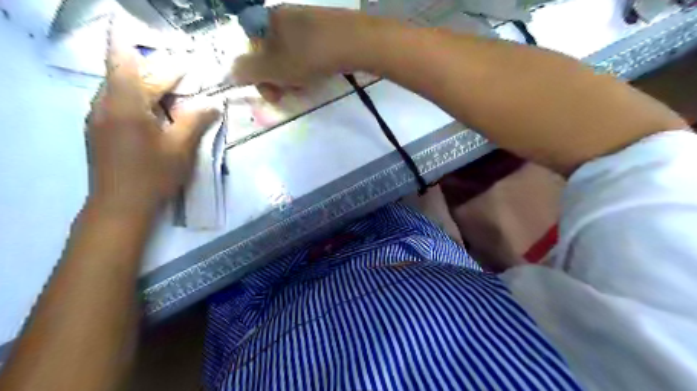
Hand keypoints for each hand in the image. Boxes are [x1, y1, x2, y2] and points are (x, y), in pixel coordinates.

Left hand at [85, 23, 219, 214]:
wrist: (120, 206)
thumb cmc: (153, 175)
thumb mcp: (180, 147)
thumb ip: (196, 121)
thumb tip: (213, 104)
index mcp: (124, 104)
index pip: (127, 61)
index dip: (144, 49)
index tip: (171, 52)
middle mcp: (104, 104)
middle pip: (129, 76)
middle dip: (158, 75)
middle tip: (186, 80)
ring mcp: (98, 118)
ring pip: (123, 90)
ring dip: (149, 90)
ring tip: (176, 99)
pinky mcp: (100, 130)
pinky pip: (118, 105)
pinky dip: (140, 103)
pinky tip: (158, 117)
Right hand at [232, 5, 364, 100]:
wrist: (351, 41)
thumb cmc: (307, 56)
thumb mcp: (272, 68)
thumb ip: (247, 71)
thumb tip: (230, 73)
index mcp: (263, 22)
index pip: (250, 54)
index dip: (258, 79)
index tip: (273, 97)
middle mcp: (279, 16)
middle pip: (270, 55)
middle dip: (276, 79)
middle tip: (290, 93)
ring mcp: (302, 19)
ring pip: (288, 55)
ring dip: (292, 75)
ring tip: (306, 86)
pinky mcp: (322, 27)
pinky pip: (306, 50)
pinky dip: (307, 66)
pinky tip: (317, 74)